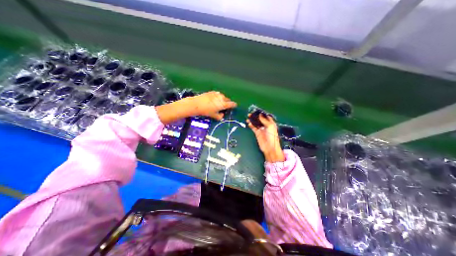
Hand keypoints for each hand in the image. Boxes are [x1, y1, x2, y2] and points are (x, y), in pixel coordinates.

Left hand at [185, 91, 236, 119]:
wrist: (197, 104)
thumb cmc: (207, 111)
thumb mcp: (214, 116)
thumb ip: (220, 116)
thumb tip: (222, 115)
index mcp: (224, 104)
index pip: (232, 104)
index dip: (234, 105)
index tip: (234, 106)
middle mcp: (222, 98)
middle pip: (228, 100)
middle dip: (228, 102)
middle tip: (225, 106)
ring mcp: (217, 94)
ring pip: (222, 96)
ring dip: (223, 99)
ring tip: (219, 103)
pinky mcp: (212, 92)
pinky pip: (217, 94)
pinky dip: (217, 97)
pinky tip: (214, 99)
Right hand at [248, 113, 283, 161]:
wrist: (269, 147)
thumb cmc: (272, 136)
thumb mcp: (270, 126)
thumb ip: (264, 120)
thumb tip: (259, 114)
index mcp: (271, 123)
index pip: (266, 116)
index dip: (262, 113)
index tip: (257, 110)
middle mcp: (266, 125)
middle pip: (260, 119)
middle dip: (255, 116)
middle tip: (251, 113)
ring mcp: (261, 129)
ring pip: (256, 123)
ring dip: (252, 120)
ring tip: (248, 117)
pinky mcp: (257, 133)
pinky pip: (253, 127)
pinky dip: (251, 125)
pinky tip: (248, 123)